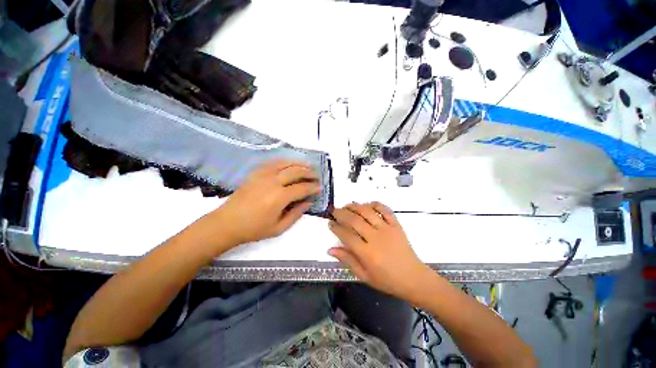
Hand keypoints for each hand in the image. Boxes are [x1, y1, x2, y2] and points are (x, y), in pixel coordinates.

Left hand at [196, 160, 319, 252]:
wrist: (227, 223)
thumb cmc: (254, 229)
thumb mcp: (279, 228)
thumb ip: (296, 214)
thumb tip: (308, 202)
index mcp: (279, 197)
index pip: (302, 188)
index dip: (313, 187)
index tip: (320, 188)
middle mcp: (273, 182)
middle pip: (296, 171)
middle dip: (309, 172)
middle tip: (316, 175)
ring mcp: (263, 175)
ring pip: (285, 163)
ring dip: (298, 163)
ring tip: (307, 165)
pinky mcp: (255, 173)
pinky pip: (273, 162)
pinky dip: (284, 161)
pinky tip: (289, 163)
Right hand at [329, 202, 431, 299]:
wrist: (413, 278)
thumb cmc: (387, 280)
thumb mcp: (364, 275)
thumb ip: (347, 260)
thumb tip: (330, 249)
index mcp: (367, 253)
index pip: (346, 235)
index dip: (336, 228)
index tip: (330, 223)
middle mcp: (376, 238)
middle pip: (354, 220)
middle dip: (341, 213)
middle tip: (334, 211)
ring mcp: (387, 229)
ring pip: (367, 212)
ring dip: (355, 206)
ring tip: (347, 205)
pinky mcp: (396, 225)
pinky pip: (385, 210)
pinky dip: (375, 204)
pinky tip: (367, 204)